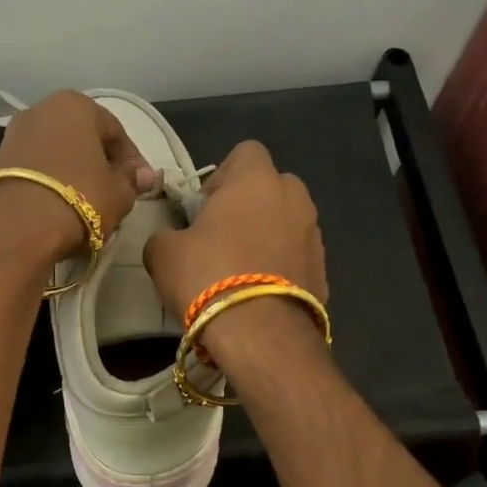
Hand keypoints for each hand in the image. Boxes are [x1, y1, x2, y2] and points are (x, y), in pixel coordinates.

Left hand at [0, 90, 156, 264]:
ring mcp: (13, 134)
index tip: (141, 186)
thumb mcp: (119, 193)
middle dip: (99, 164)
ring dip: (73, 174)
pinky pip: (34, 170)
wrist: (15, 227)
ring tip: (86, 204)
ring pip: (56, 154)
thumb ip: (133, 180)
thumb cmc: (78, 199)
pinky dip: (49, 184)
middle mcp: (41, 109)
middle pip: (82, 139)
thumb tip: (143, 176)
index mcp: (75, 105)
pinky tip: (58, 208)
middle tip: (114, 194)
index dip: (133, 161)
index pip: (115, 131)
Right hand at [143, 140, 328, 369]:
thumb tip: (173, 240)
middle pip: (270, 187)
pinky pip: (296, 256)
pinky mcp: (323, 270)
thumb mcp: (162, 252)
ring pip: (286, 222)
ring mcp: (314, 234)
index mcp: (256, 179)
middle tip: (220, 238)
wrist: (259, 334)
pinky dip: (280, 266)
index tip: (203, 208)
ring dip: (266, 236)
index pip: (245, 152)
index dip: (221, 176)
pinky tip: (258, 294)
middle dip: (248, 206)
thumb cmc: (207, 277)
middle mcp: (294, 197)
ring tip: (240, 271)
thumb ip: (166, 234)